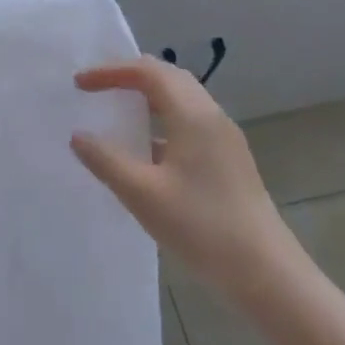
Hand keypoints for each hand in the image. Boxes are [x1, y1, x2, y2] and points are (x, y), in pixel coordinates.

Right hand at [70, 56, 292, 292]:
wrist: (266, 273)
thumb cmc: (202, 227)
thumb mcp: (142, 194)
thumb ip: (106, 160)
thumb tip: (78, 136)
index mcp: (193, 115)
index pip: (148, 72)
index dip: (111, 71)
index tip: (80, 83)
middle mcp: (212, 116)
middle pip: (168, 77)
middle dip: (129, 75)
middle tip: (96, 87)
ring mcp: (224, 139)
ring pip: (181, 99)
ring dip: (147, 96)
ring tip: (116, 109)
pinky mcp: (229, 160)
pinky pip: (190, 121)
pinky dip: (161, 119)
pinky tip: (145, 148)